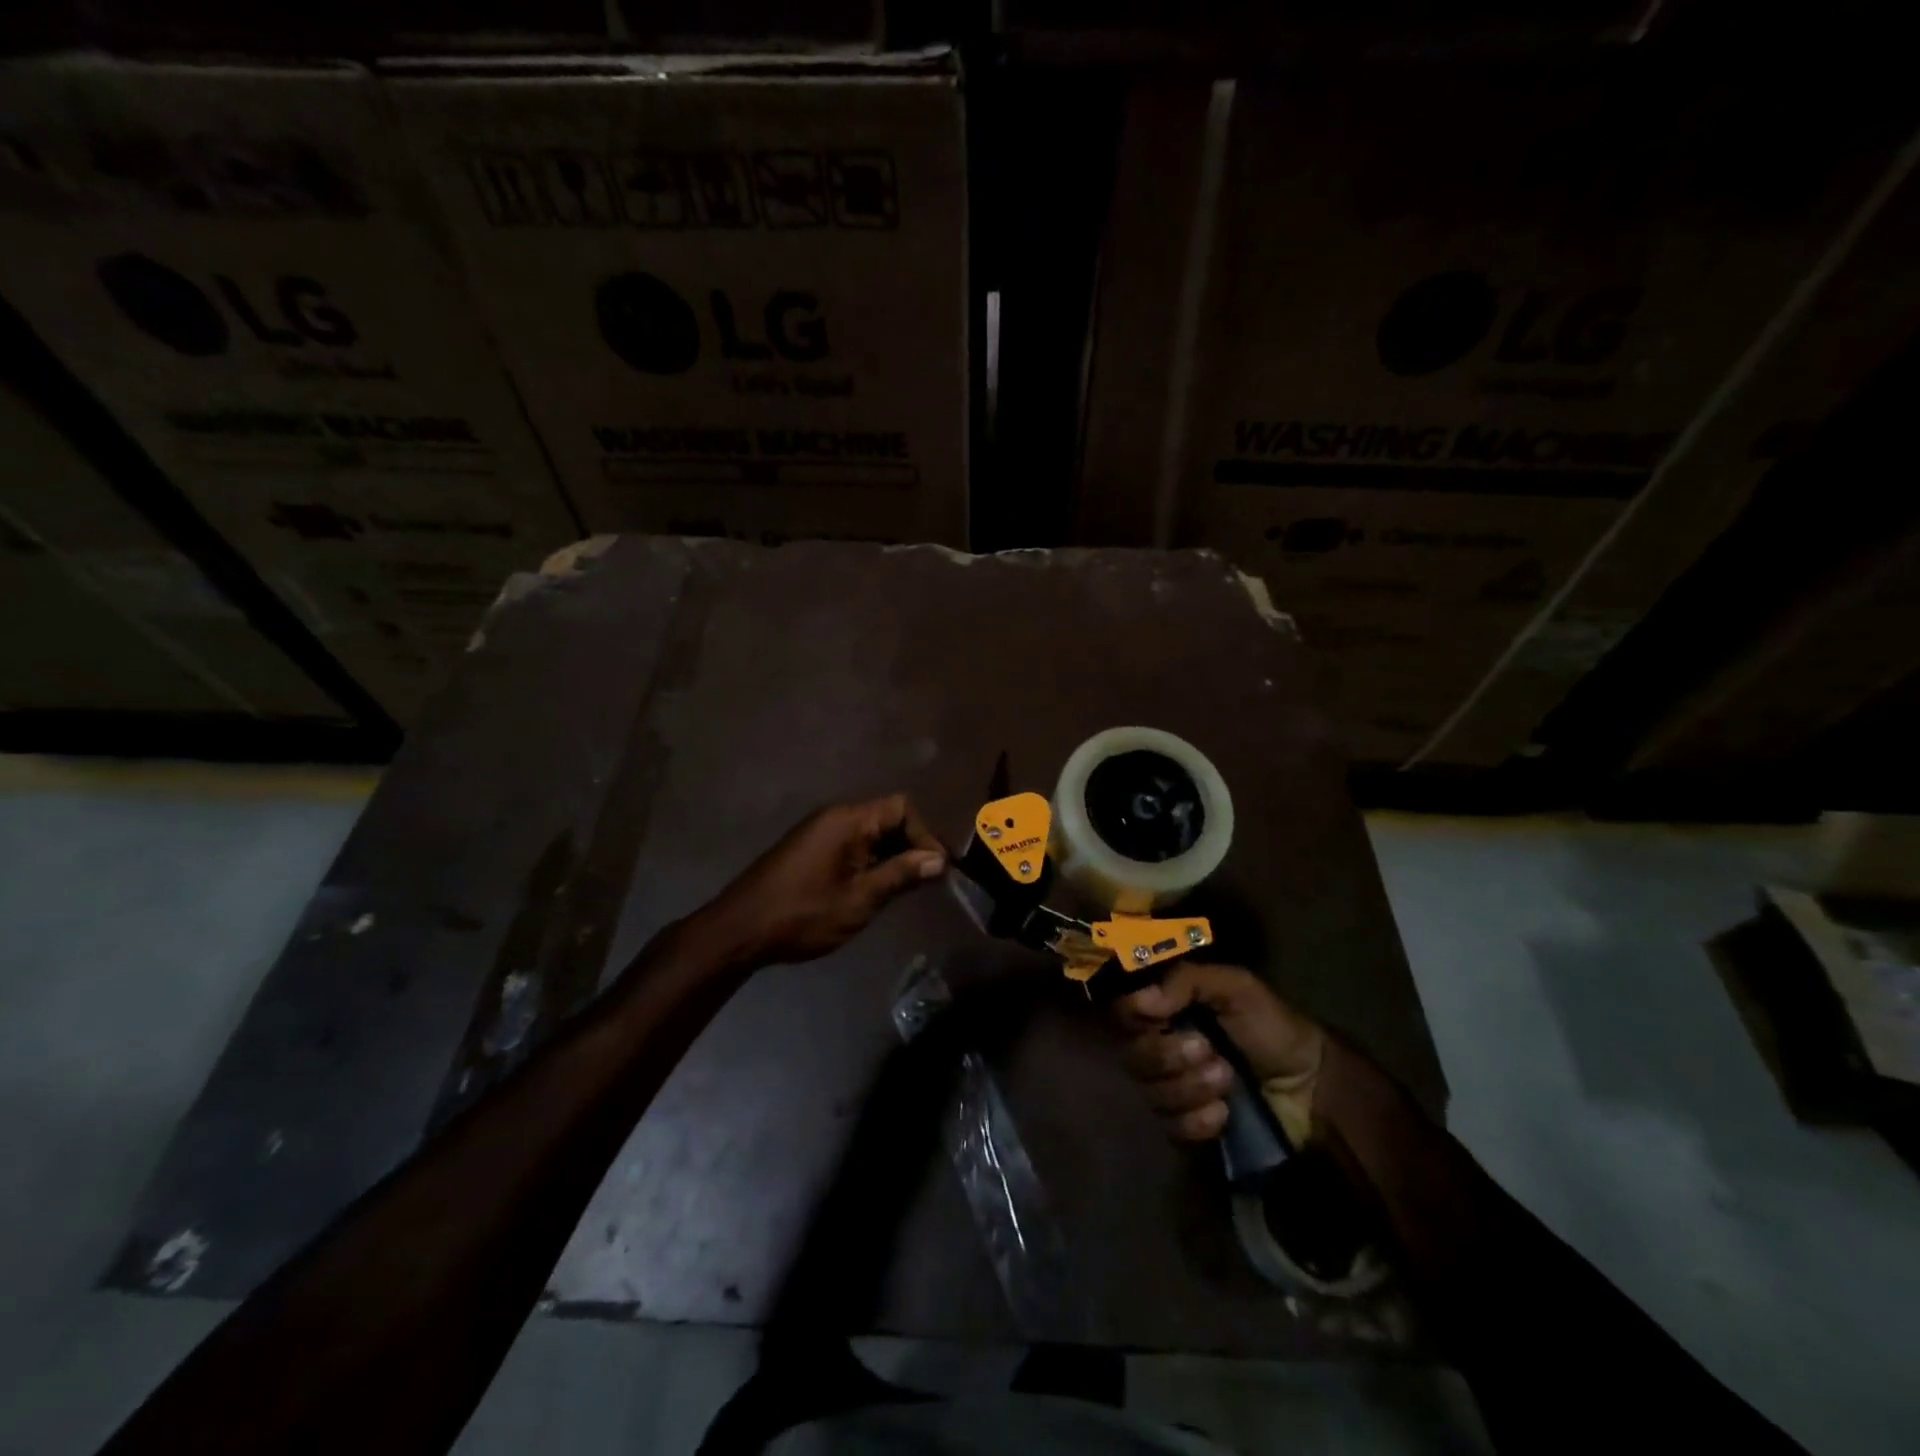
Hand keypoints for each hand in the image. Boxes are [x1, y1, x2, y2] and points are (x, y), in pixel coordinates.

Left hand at [688, 794, 945, 968]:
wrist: (740, 930)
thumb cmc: (803, 914)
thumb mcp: (860, 898)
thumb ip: (901, 874)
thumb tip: (938, 860)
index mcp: (847, 820)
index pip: (901, 808)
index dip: (924, 834)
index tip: (936, 869)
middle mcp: (834, 817)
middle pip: (886, 817)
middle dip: (910, 846)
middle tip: (927, 881)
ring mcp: (819, 832)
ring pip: (870, 834)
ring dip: (891, 856)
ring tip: (906, 889)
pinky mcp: (810, 850)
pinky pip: (851, 845)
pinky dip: (870, 861)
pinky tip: (875, 889)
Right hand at [1115, 962, 1325, 1146]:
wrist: (1312, 1086)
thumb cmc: (1272, 1027)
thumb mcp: (1235, 987)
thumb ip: (1186, 980)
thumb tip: (1142, 998)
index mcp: (1167, 1012)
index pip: (1124, 1011)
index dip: (1134, 1014)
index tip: (1159, 1014)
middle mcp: (1161, 1049)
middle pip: (1133, 1057)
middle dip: (1170, 1056)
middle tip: (1210, 1051)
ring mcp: (1172, 1091)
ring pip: (1152, 1094)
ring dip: (1191, 1087)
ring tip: (1228, 1079)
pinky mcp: (1188, 1128)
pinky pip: (1172, 1129)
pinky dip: (1198, 1121)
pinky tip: (1224, 1114)